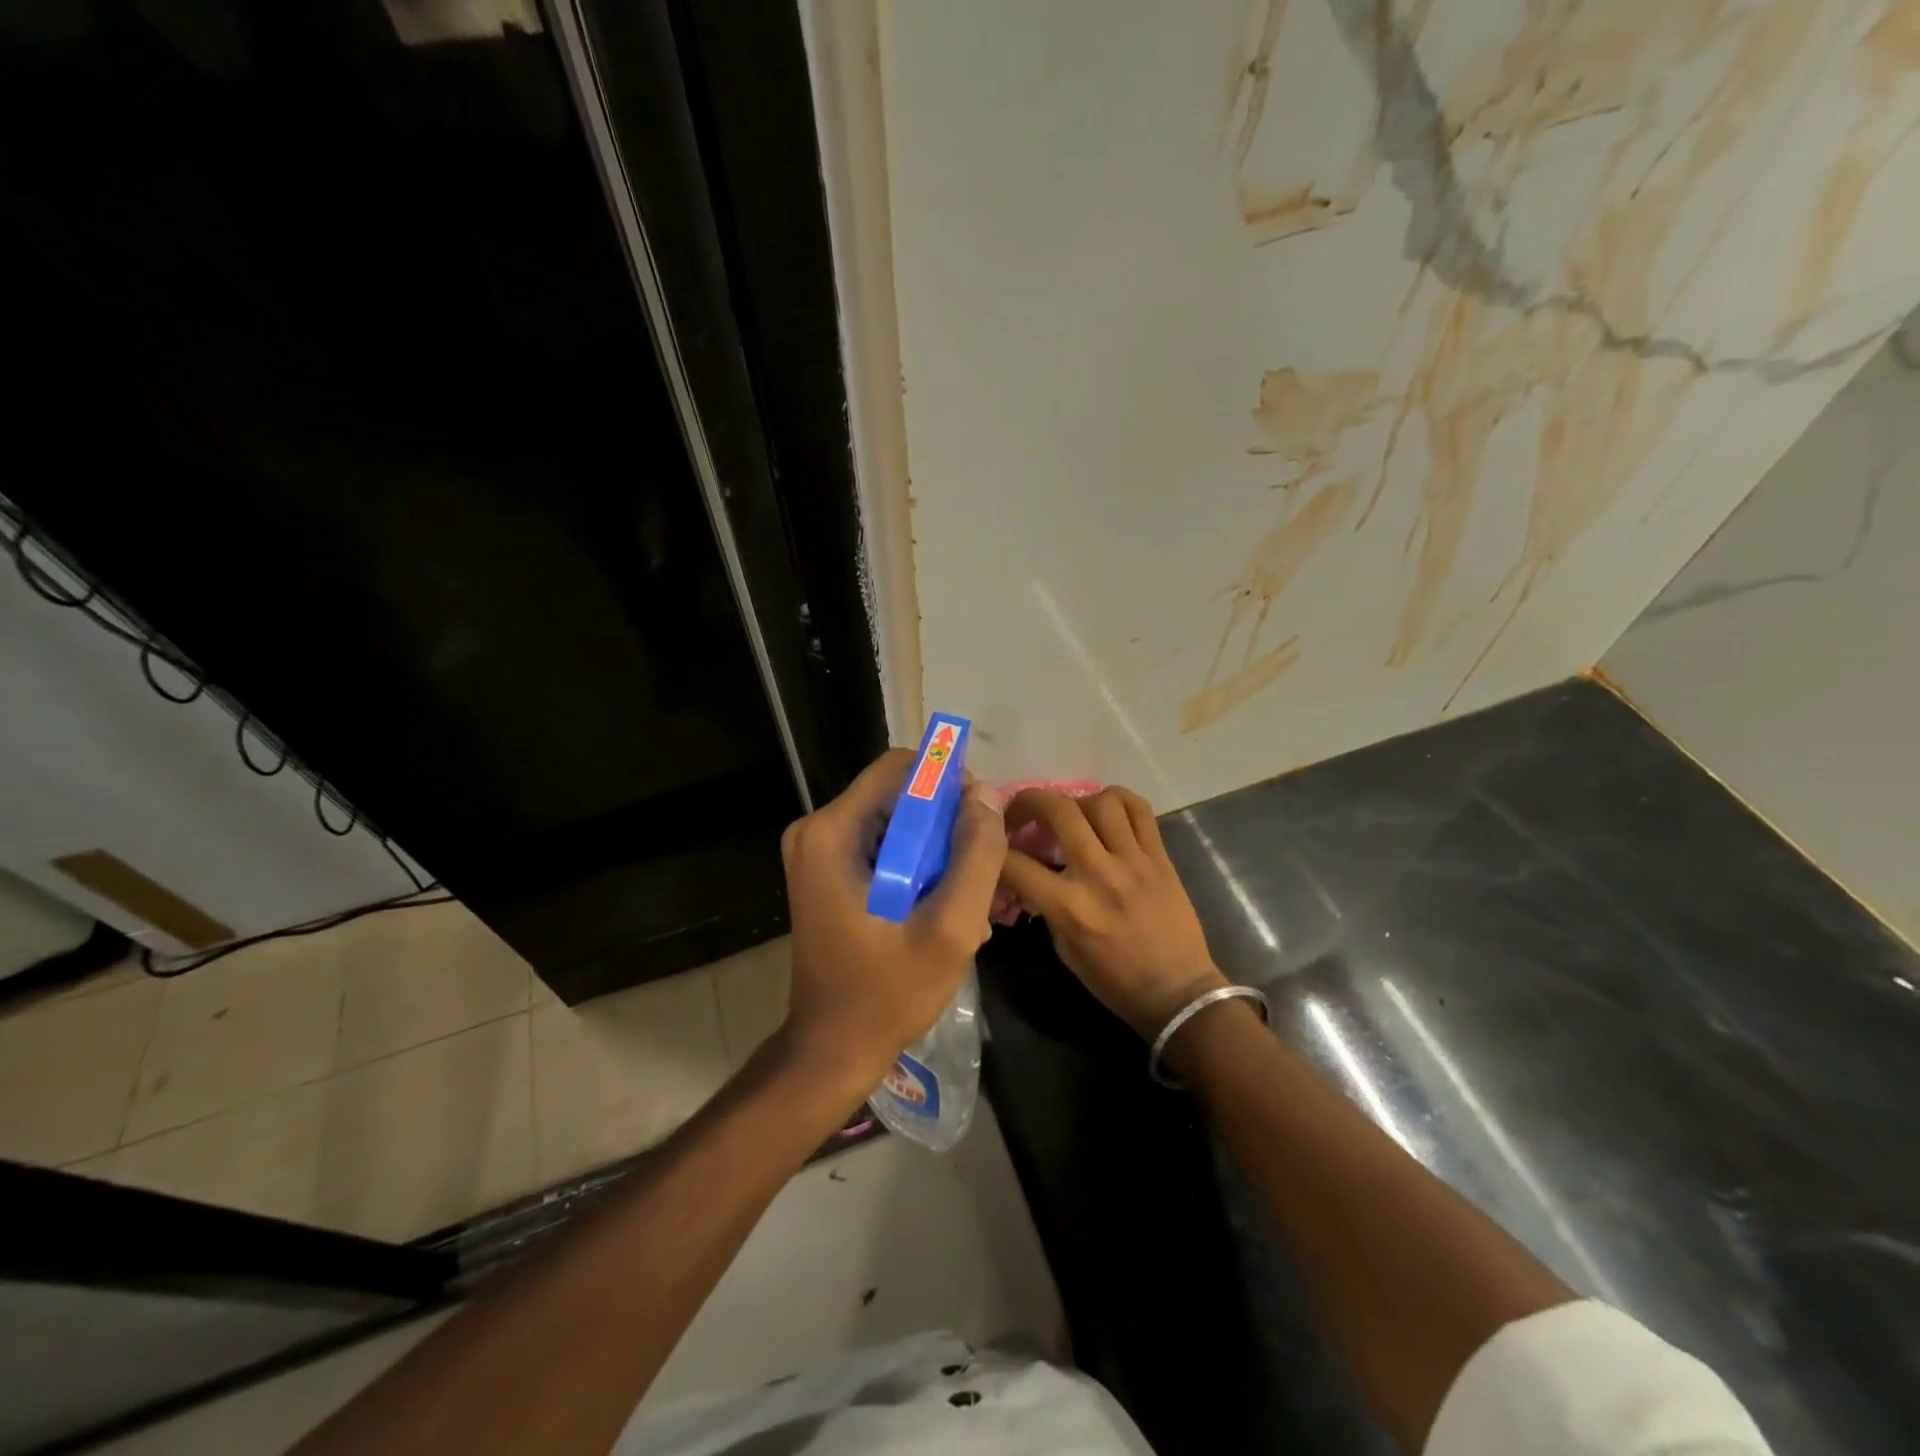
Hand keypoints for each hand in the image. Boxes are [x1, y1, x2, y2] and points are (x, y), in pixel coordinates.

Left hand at [777, 748, 1007, 1097]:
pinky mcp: (827, 872)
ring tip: (963, 895)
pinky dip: (916, 865)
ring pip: (895, 820)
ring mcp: (818, 852)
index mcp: (831, 832)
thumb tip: (987, 794)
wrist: (831, 1049)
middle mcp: (816, 830)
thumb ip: (976, 857)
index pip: (899, 767)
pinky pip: (883, 844)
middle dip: (945, 822)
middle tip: (979, 867)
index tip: (980, 821)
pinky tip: (939, 906)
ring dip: (936, 848)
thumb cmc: (887, 994)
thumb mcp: (950, 929)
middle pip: (898, 794)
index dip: (948, 782)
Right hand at [1000, 787, 1226, 1038]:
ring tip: (1070, 816)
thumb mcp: (1064, 949)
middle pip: (1057, 809)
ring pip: (1100, 801)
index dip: (992, 851)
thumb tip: (1028, 876)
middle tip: (1021, 812)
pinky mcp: (1160, 856)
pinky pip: (1139, 809)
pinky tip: (1106, 810)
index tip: (991, 848)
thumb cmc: (1114, 980)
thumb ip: (1044, 906)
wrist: (1179, 992)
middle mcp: (1099, 873)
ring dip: (1076, 802)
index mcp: (1069, 906)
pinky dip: (1118, 800)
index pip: (1015, 863)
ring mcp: (1133, 860)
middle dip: (1028, 802)